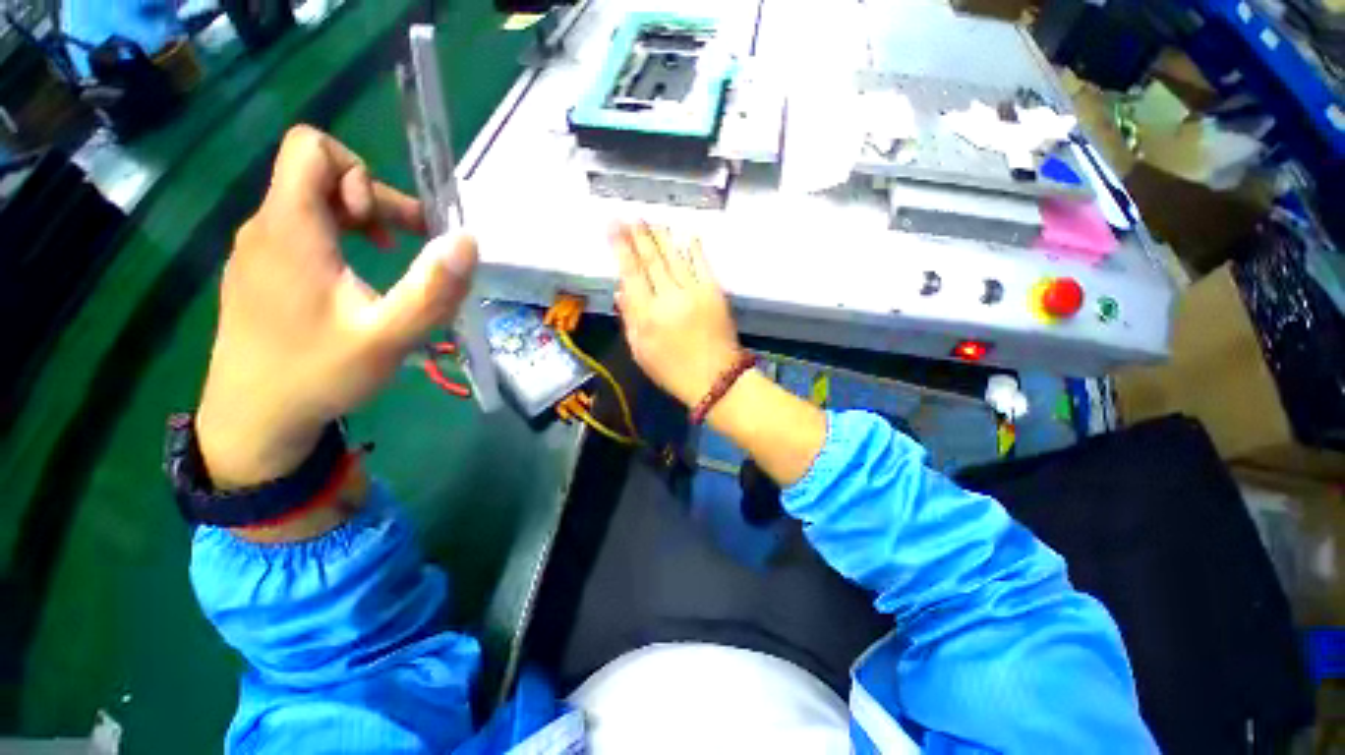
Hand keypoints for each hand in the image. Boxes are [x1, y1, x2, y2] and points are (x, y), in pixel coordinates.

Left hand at [196, 125, 477, 488]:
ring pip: (310, 204)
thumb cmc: (318, 375)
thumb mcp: (389, 337)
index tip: (382, 226)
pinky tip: (354, 284)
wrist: (252, 420)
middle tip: (409, 244)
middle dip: (374, 201)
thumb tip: (467, 240)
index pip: (312, 148)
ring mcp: (256, 251)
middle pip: (319, 176)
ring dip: (358, 222)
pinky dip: (337, 242)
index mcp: (290, 229)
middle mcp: (265, 227)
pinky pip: (299, 233)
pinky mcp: (257, 273)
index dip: (359, 173)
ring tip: (388, 260)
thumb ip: (433, 289)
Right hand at [611, 222, 740, 407]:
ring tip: (651, 220)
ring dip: (662, 236)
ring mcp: (694, 292)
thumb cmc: (673, 371)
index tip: (613, 226)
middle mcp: (669, 299)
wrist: (716, 378)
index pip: (631, 273)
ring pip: (675, 256)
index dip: (621, 247)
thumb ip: (629, 319)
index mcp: (647, 316)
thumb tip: (621, 289)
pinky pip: (702, 263)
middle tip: (631, 216)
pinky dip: (694, 247)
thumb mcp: (641, 352)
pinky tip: (686, 233)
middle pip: (652, 259)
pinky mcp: (715, 292)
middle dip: (639, 235)